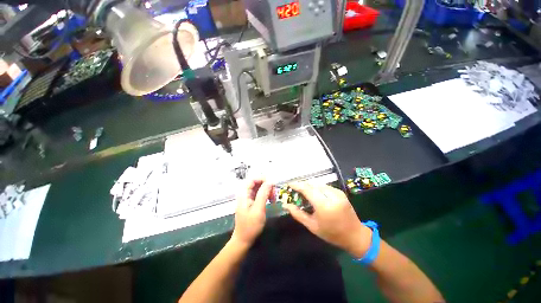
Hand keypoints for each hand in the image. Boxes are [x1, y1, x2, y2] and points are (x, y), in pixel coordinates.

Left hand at [231, 179, 272, 246]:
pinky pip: (260, 194)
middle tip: (274, 194)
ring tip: (273, 199)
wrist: (244, 239)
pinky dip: (266, 195)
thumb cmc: (250, 225)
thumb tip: (270, 181)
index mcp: (244, 194)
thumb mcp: (258, 209)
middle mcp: (245, 193)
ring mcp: (248, 198)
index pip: (252, 179)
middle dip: (266, 186)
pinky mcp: (252, 202)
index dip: (262, 179)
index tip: (272, 185)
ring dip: (267, 191)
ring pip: (259, 188)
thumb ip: (263, 194)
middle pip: (257, 183)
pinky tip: (270, 201)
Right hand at [283, 183, 371, 257]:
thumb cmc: (331, 234)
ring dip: (310, 186)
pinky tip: (315, 194)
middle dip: (303, 185)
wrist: (355, 235)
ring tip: (304, 192)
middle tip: (295, 189)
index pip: (307, 189)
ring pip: (319, 184)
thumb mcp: (312, 226)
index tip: (290, 184)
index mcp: (324, 205)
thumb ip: (298, 214)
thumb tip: (286, 205)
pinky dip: (318, 188)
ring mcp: (337, 193)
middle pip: (312, 184)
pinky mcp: (340, 192)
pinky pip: (325, 186)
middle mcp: (331, 196)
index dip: (297, 185)